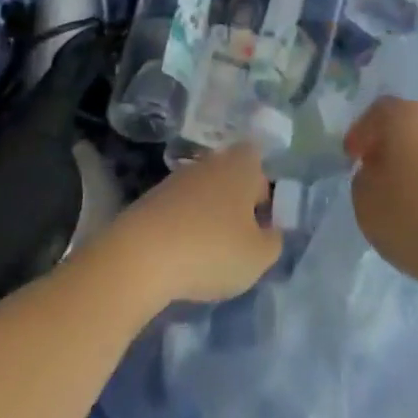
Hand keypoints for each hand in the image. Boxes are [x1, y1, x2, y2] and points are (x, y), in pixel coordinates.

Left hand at [101, 144, 281, 306]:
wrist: (143, 253)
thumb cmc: (212, 249)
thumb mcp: (258, 257)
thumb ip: (274, 242)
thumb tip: (270, 232)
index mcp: (243, 164)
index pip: (261, 171)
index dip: (264, 200)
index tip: (259, 232)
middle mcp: (214, 160)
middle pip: (233, 180)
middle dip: (237, 209)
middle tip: (236, 246)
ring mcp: (181, 175)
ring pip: (207, 194)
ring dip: (210, 218)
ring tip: (208, 257)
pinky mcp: (156, 195)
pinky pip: (182, 209)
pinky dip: (186, 228)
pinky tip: (182, 256)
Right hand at [345, 96, 417, 288]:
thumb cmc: (412, 218)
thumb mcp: (364, 201)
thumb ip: (363, 178)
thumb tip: (376, 171)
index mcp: (406, 115)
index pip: (377, 111)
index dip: (361, 133)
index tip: (352, 157)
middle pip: (408, 126)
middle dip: (391, 147)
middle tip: (378, 175)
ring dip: (417, 166)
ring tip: (406, 199)